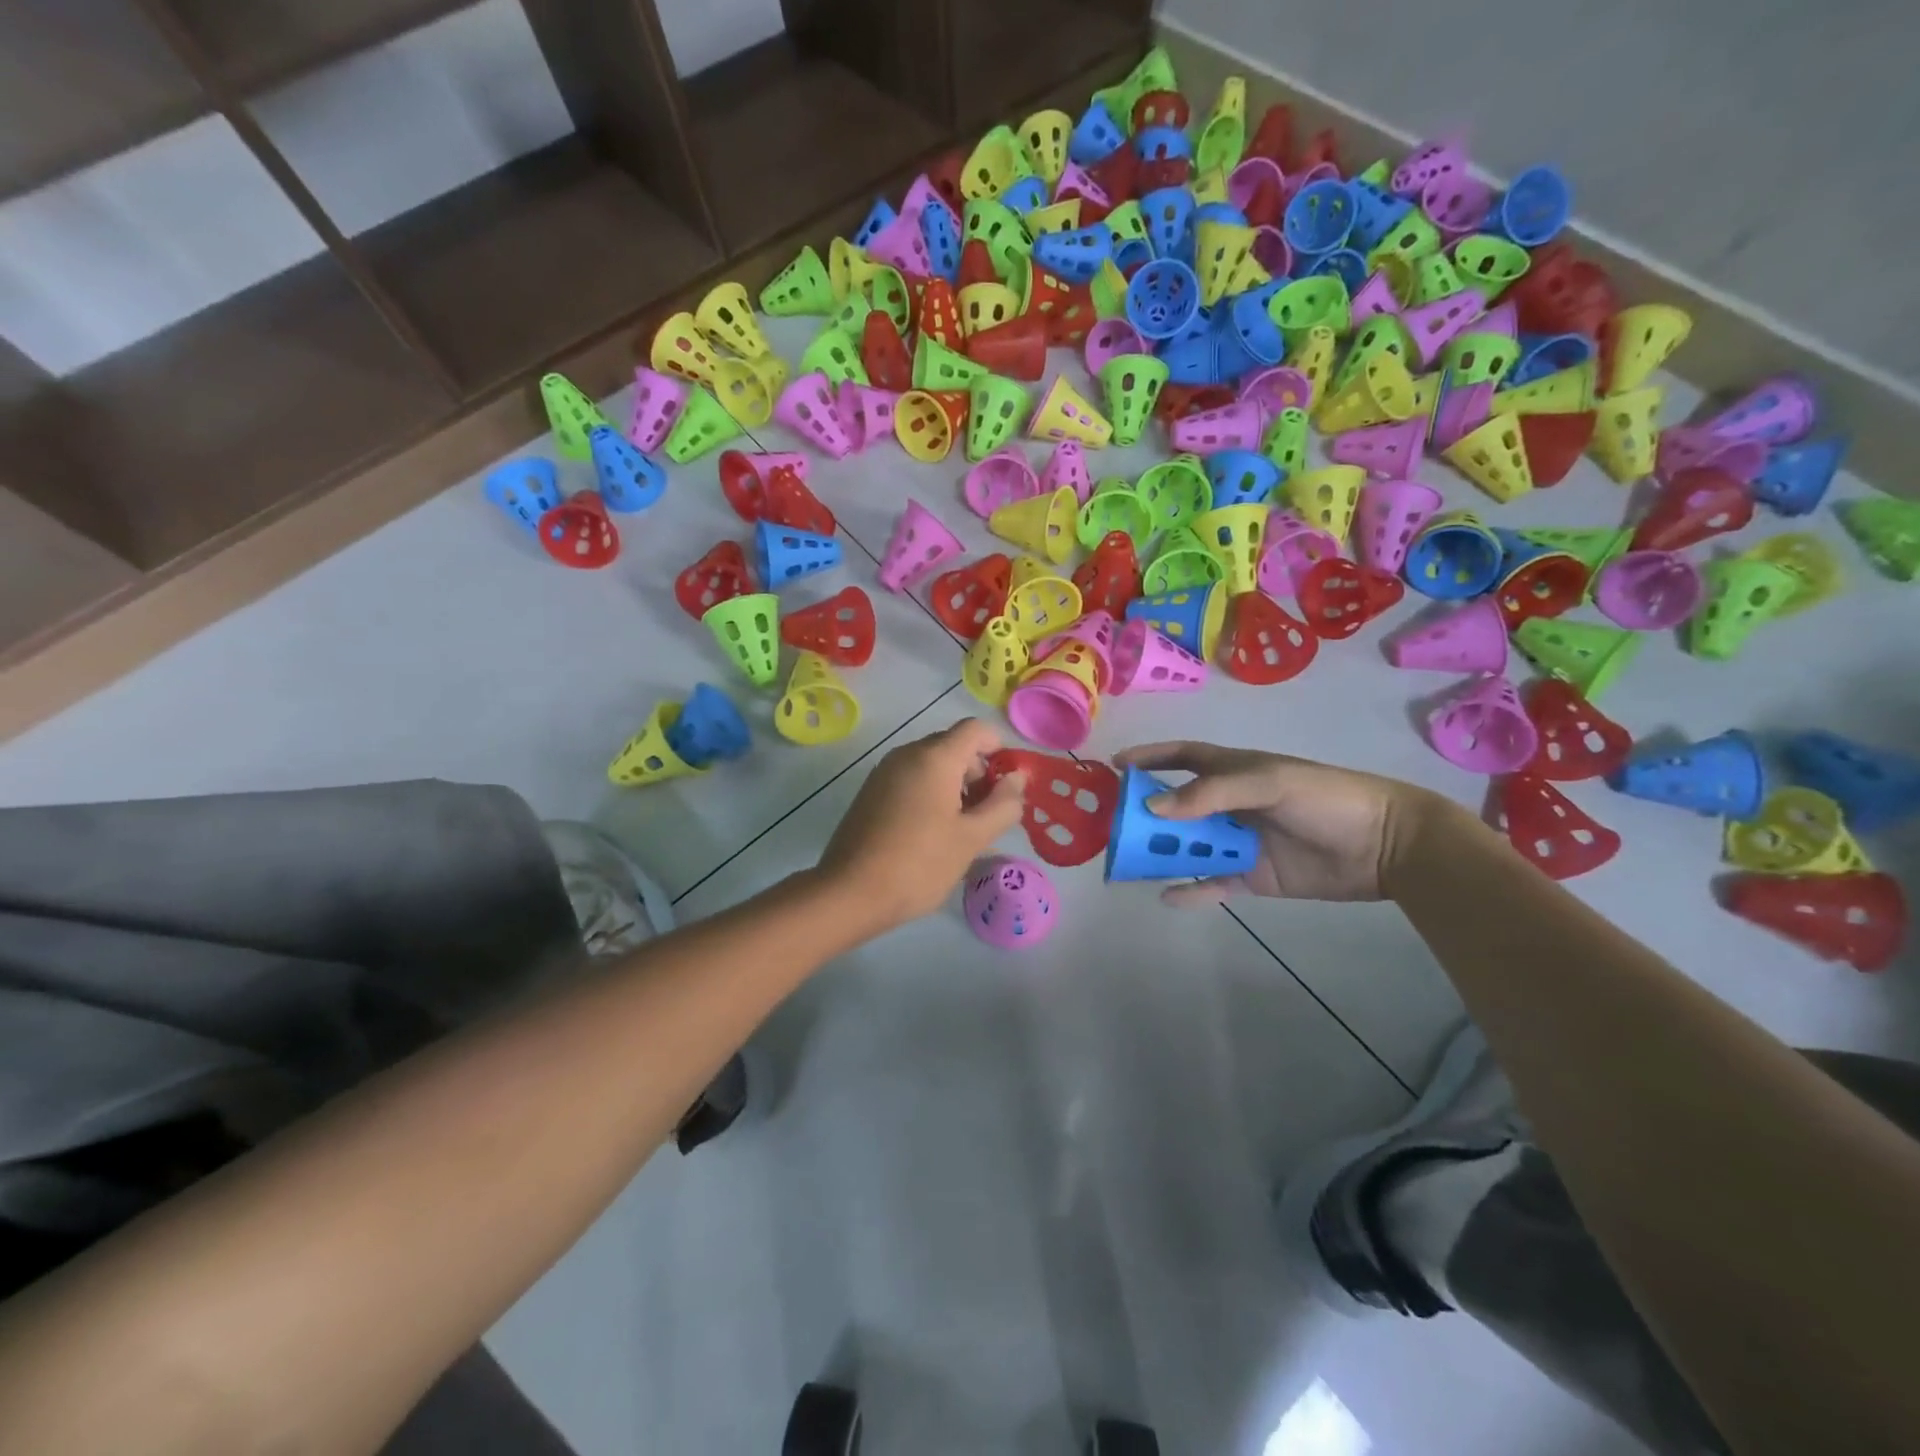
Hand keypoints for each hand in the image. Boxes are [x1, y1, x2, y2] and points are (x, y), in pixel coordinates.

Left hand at [817, 719, 1025, 932]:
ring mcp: (884, 772)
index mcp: (935, 757)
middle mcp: (907, 754)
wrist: (850, 892)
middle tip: (988, 815)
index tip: (1008, 787)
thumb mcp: (972, 838)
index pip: (976, 729)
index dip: (999, 749)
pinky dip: (931, 794)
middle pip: (954, 745)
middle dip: (978, 772)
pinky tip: (933, 833)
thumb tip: (1017, 778)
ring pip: (932, 764)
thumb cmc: (920, 864)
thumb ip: (1003, 804)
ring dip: (955, 786)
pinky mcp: (871, 792)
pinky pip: (911, 779)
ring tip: (962, 829)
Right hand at [1113, 741, 1441, 906]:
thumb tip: (1152, 808)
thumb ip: (1210, 794)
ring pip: (1188, 847)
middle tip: (1112, 826)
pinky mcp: (1253, 877)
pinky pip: (1212, 884)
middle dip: (1145, 814)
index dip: (1150, 758)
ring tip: (1127, 865)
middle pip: (1176, 807)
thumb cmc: (1325, 798)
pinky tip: (1167, 897)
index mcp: (1233, 771)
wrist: (1385, 845)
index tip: (1116, 766)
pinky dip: (1190, 891)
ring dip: (1161, 853)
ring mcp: (1239, 842)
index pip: (1182, 758)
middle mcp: (1229, 805)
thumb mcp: (1268, 783)